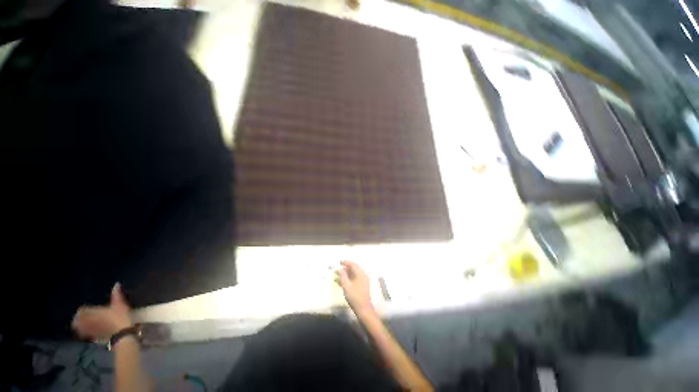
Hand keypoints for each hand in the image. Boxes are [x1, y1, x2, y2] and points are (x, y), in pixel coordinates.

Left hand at [72, 283, 132, 340]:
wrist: (122, 335)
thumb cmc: (119, 317)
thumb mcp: (120, 305)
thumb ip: (116, 295)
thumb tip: (116, 284)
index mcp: (91, 313)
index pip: (81, 311)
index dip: (82, 310)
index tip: (85, 309)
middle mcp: (87, 322)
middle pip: (76, 322)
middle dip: (77, 320)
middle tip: (81, 318)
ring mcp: (90, 331)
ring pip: (79, 330)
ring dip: (80, 327)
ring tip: (83, 326)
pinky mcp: (94, 339)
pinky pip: (86, 336)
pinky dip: (86, 334)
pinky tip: (90, 334)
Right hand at [336, 260, 374, 315]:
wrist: (363, 309)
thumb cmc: (354, 297)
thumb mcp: (346, 286)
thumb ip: (342, 276)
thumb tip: (340, 269)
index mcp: (360, 273)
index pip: (353, 264)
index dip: (346, 262)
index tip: (339, 262)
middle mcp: (363, 275)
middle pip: (353, 269)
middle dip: (345, 269)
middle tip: (337, 269)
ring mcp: (363, 281)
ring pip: (353, 274)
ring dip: (345, 274)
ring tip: (336, 276)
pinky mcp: (362, 286)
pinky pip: (354, 279)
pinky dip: (348, 279)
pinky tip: (341, 282)